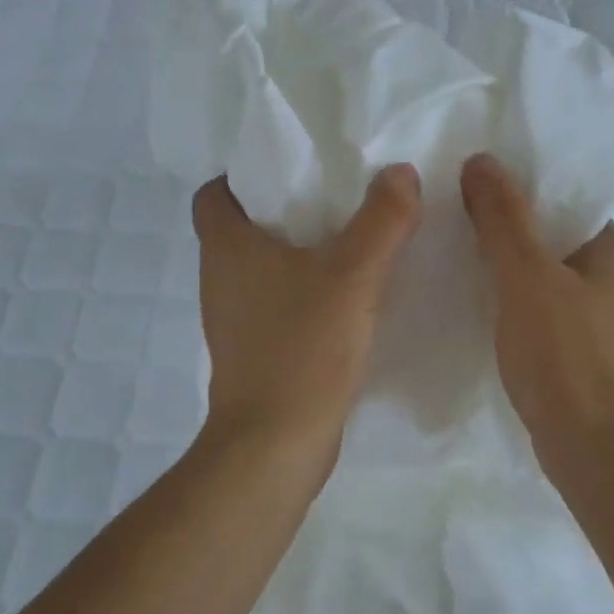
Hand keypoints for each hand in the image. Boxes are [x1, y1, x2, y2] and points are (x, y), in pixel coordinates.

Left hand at [194, 165, 422, 458]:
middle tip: (335, 198)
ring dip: (296, 254)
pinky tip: (344, 299)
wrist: (275, 443)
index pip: (214, 194)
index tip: (292, 170)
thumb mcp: (353, 277)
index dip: (244, 175)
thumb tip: (399, 172)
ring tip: (347, 242)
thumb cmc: (303, 349)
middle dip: (283, 209)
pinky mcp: (252, 352)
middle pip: (241, 228)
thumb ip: (381, 221)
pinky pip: (275, 304)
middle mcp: (219, 279)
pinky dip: (301, 293)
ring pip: (260, 269)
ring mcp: (233, 320)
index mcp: (227, 248)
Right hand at [460, 154, 613, 482]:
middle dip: (511, 227)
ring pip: (549, 275)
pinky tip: (483, 303)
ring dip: (511, 266)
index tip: (477, 186)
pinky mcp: (585, 351)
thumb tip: (481, 160)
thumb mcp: (525, 275)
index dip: (524, 188)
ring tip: (462, 253)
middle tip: (459, 215)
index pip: (569, 199)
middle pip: (556, 236)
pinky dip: (517, 301)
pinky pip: (546, 309)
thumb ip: (502, 217)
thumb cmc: (564, 353)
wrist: (591, 448)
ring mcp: (604, 318)